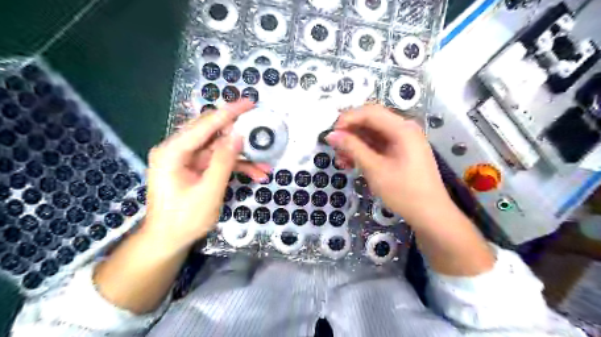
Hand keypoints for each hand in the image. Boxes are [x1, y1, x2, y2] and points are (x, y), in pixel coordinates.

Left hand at [142, 99, 267, 247]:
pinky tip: (255, 174)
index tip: (250, 103)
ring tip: (264, 164)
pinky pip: (218, 161)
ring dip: (242, 156)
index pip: (205, 125)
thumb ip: (223, 161)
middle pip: (212, 132)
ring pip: (219, 149)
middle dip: (238, 133)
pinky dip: (236, 166)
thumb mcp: (208, 191)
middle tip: (259, 127)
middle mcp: (177, 150)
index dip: (229, 112)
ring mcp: (187, 160)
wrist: (168, 241)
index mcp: (173, 152)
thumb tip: (238, 135)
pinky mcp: (195, 169)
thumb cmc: (184, 219)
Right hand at [327, 104, 447, 221]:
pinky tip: (352, 162)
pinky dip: (364, 151)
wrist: (430, 214)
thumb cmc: (404, 192)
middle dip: (350, 132)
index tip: (332, 134)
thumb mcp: (375, 169)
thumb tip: (331, 135)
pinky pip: (378, 144)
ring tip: (341, 159)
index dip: (348, 119)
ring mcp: (403, 140)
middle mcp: (404, 129)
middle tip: (335, 146)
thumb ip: (353, 148)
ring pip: (372, 133)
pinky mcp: (400, 151)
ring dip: (355, 143)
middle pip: (371, 121)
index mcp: (402, 129)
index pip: (370, 112)